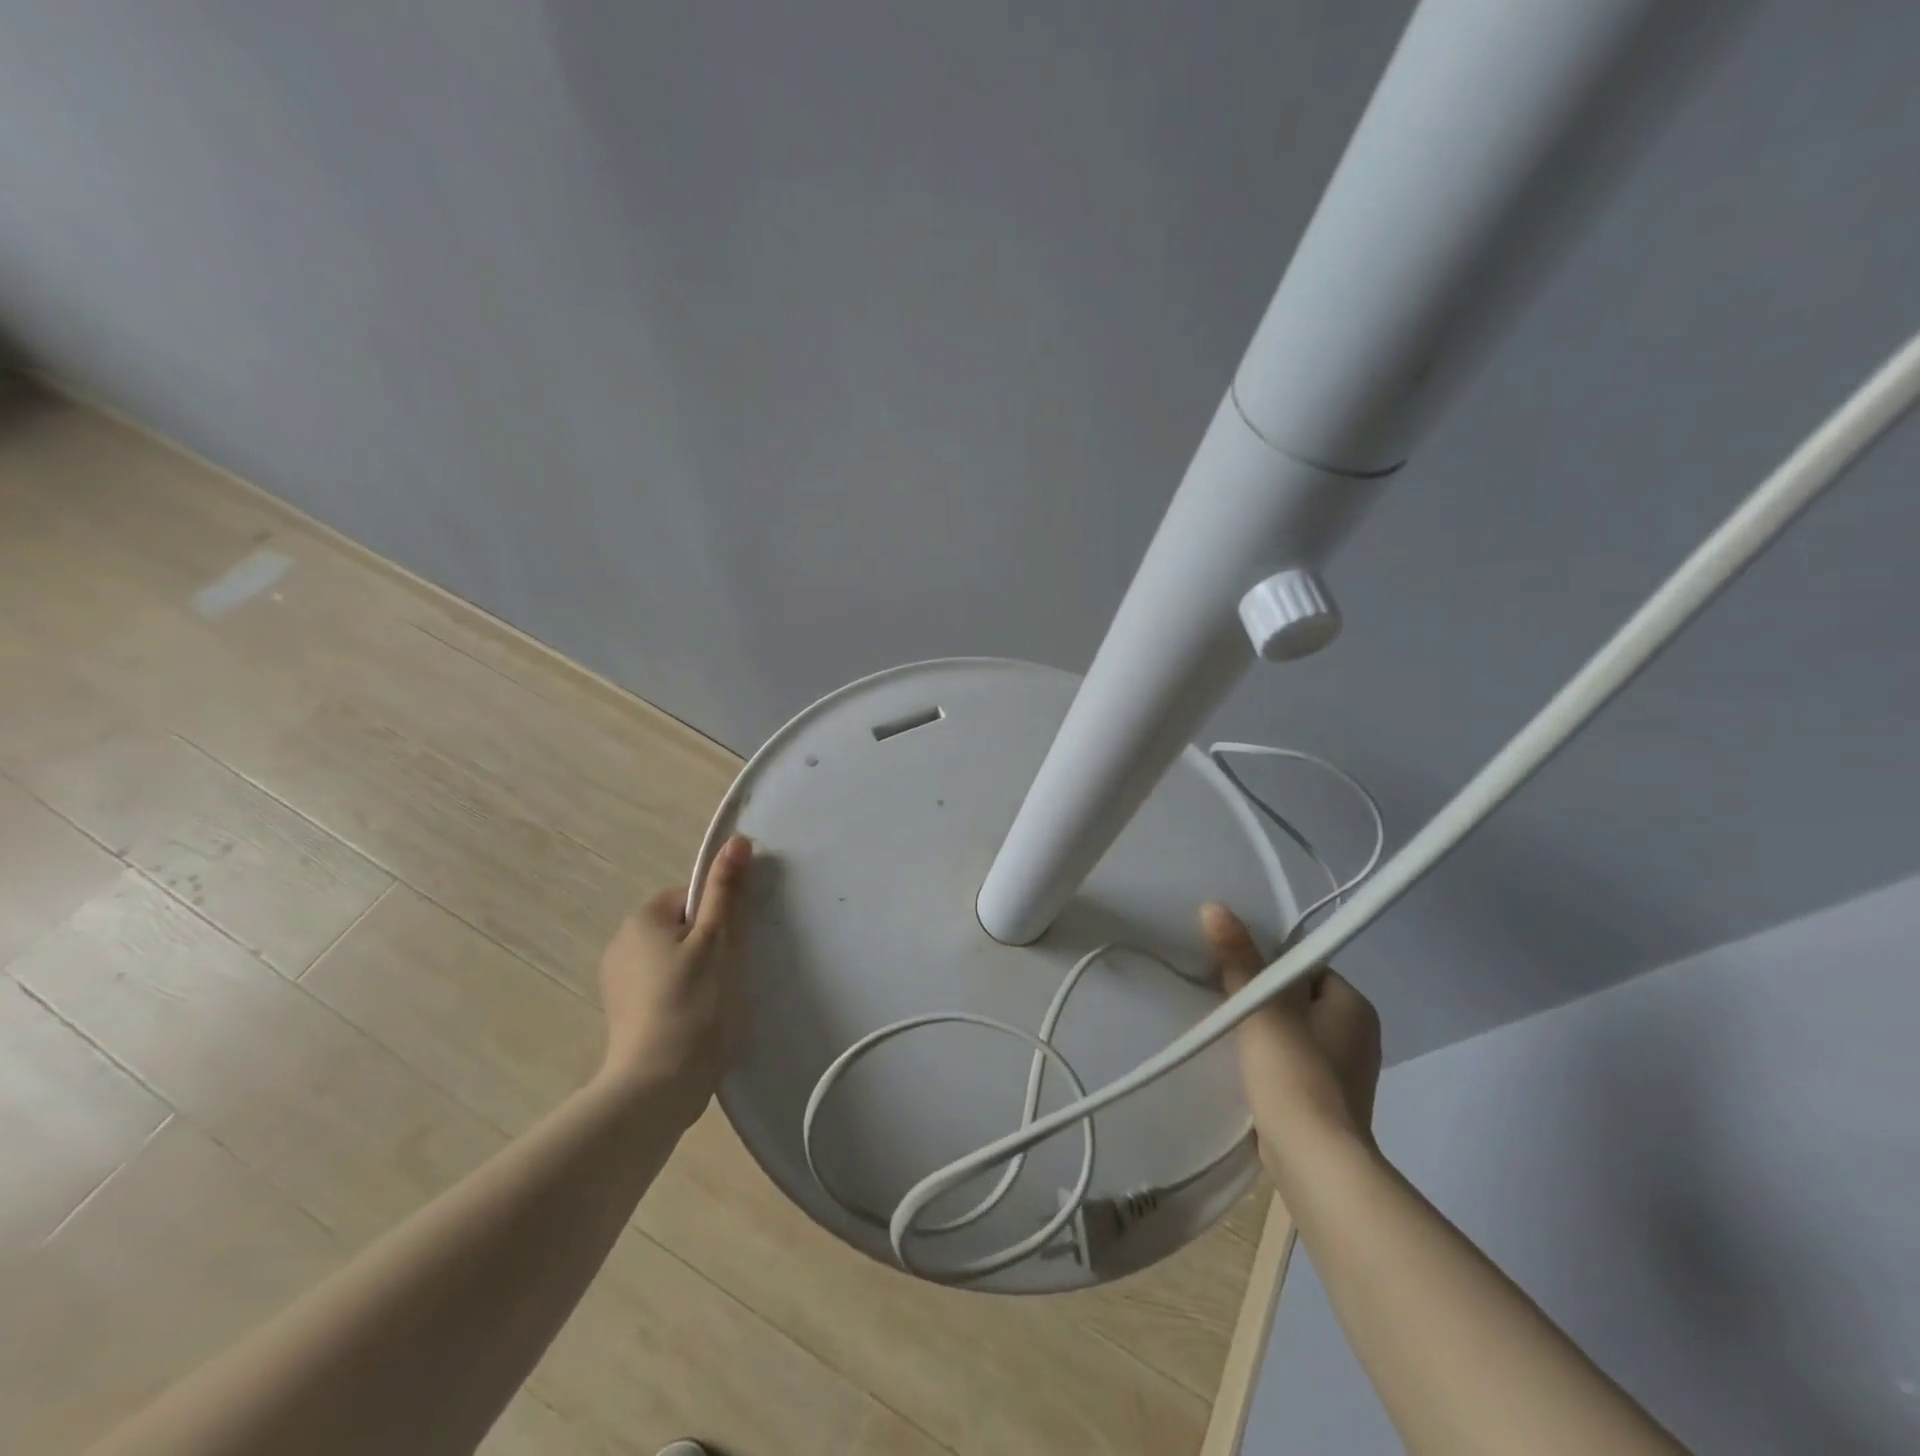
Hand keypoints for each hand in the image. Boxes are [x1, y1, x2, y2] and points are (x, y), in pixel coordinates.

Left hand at [596, 834, 753, 1115]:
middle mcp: (621, 942)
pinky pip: (661, 985)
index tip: (731, 947)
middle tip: (728, 974)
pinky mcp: (623, 1012)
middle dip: (708, 944)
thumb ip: (726, 889)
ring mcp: (617, 981)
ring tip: (714, 1001)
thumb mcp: (718, 940)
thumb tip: (737, 839)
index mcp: (642, 918)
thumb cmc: (693, 1003)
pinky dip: (681, 994)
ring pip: (673, 957)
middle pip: (681, 926)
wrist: (656, 1086)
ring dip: (696, 970)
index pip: (691, 897)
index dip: (718, 917)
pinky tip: (696, 1019)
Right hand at [1201, 902, 1382, 1182]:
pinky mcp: (1328, 1103)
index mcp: (1354, 1005)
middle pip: (1297, 999)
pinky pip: (1293, 1065)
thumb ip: (1238, 957)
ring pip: (1293, 1033)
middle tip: (1224, 998)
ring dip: (1264, 1032)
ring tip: (1228, 1032)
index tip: (1234, 969)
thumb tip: (1215, 907)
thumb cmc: (1293, 1072)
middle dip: (1263, 1000)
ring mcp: (1346, 1072)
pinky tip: (1243, 1069)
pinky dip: (1270, 1062)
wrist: (1313, 1160)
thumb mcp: (1261, 1006)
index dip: (1269, 965)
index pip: (1306, 966)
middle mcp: (1358, 1035)